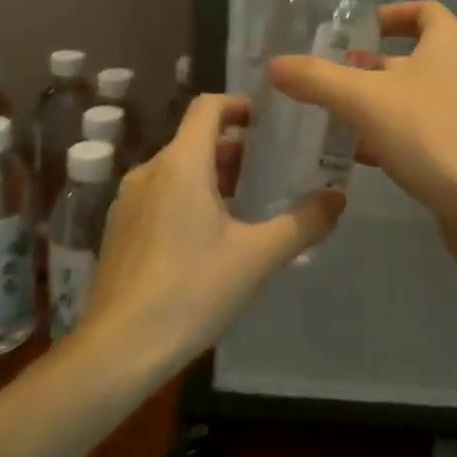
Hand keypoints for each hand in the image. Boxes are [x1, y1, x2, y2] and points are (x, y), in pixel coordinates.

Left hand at [77, 93, 343, 371]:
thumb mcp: (257, 258)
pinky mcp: (120, 230)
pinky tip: (212, 239)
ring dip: (215, 177)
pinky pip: (161, 196)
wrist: (117, 351)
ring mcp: (128, 201)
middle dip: (238, 149)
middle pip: (197, 140)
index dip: (241, 104)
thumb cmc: (191, 291)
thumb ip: (303, 223)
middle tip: (276, 170)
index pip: (209, 106)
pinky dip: (190, 198)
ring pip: (179, 170)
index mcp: (181, 164)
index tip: (273, 122)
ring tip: (251, 206)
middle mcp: (150, 171)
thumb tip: (338, 197)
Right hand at [266, 1, 456, 263]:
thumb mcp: (364, 99)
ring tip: (332, 116)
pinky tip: (356, 153)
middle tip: (329, 77)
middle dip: (370, 66)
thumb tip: (275, 65)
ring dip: (376, 103)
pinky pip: (419, 130)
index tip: (356, 31)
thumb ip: (317, 79)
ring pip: (412, 97)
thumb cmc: (430, 133)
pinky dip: (389, 135)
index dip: (389, 15)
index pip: (422, 10)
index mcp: (450, 42)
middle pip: (412, 56)